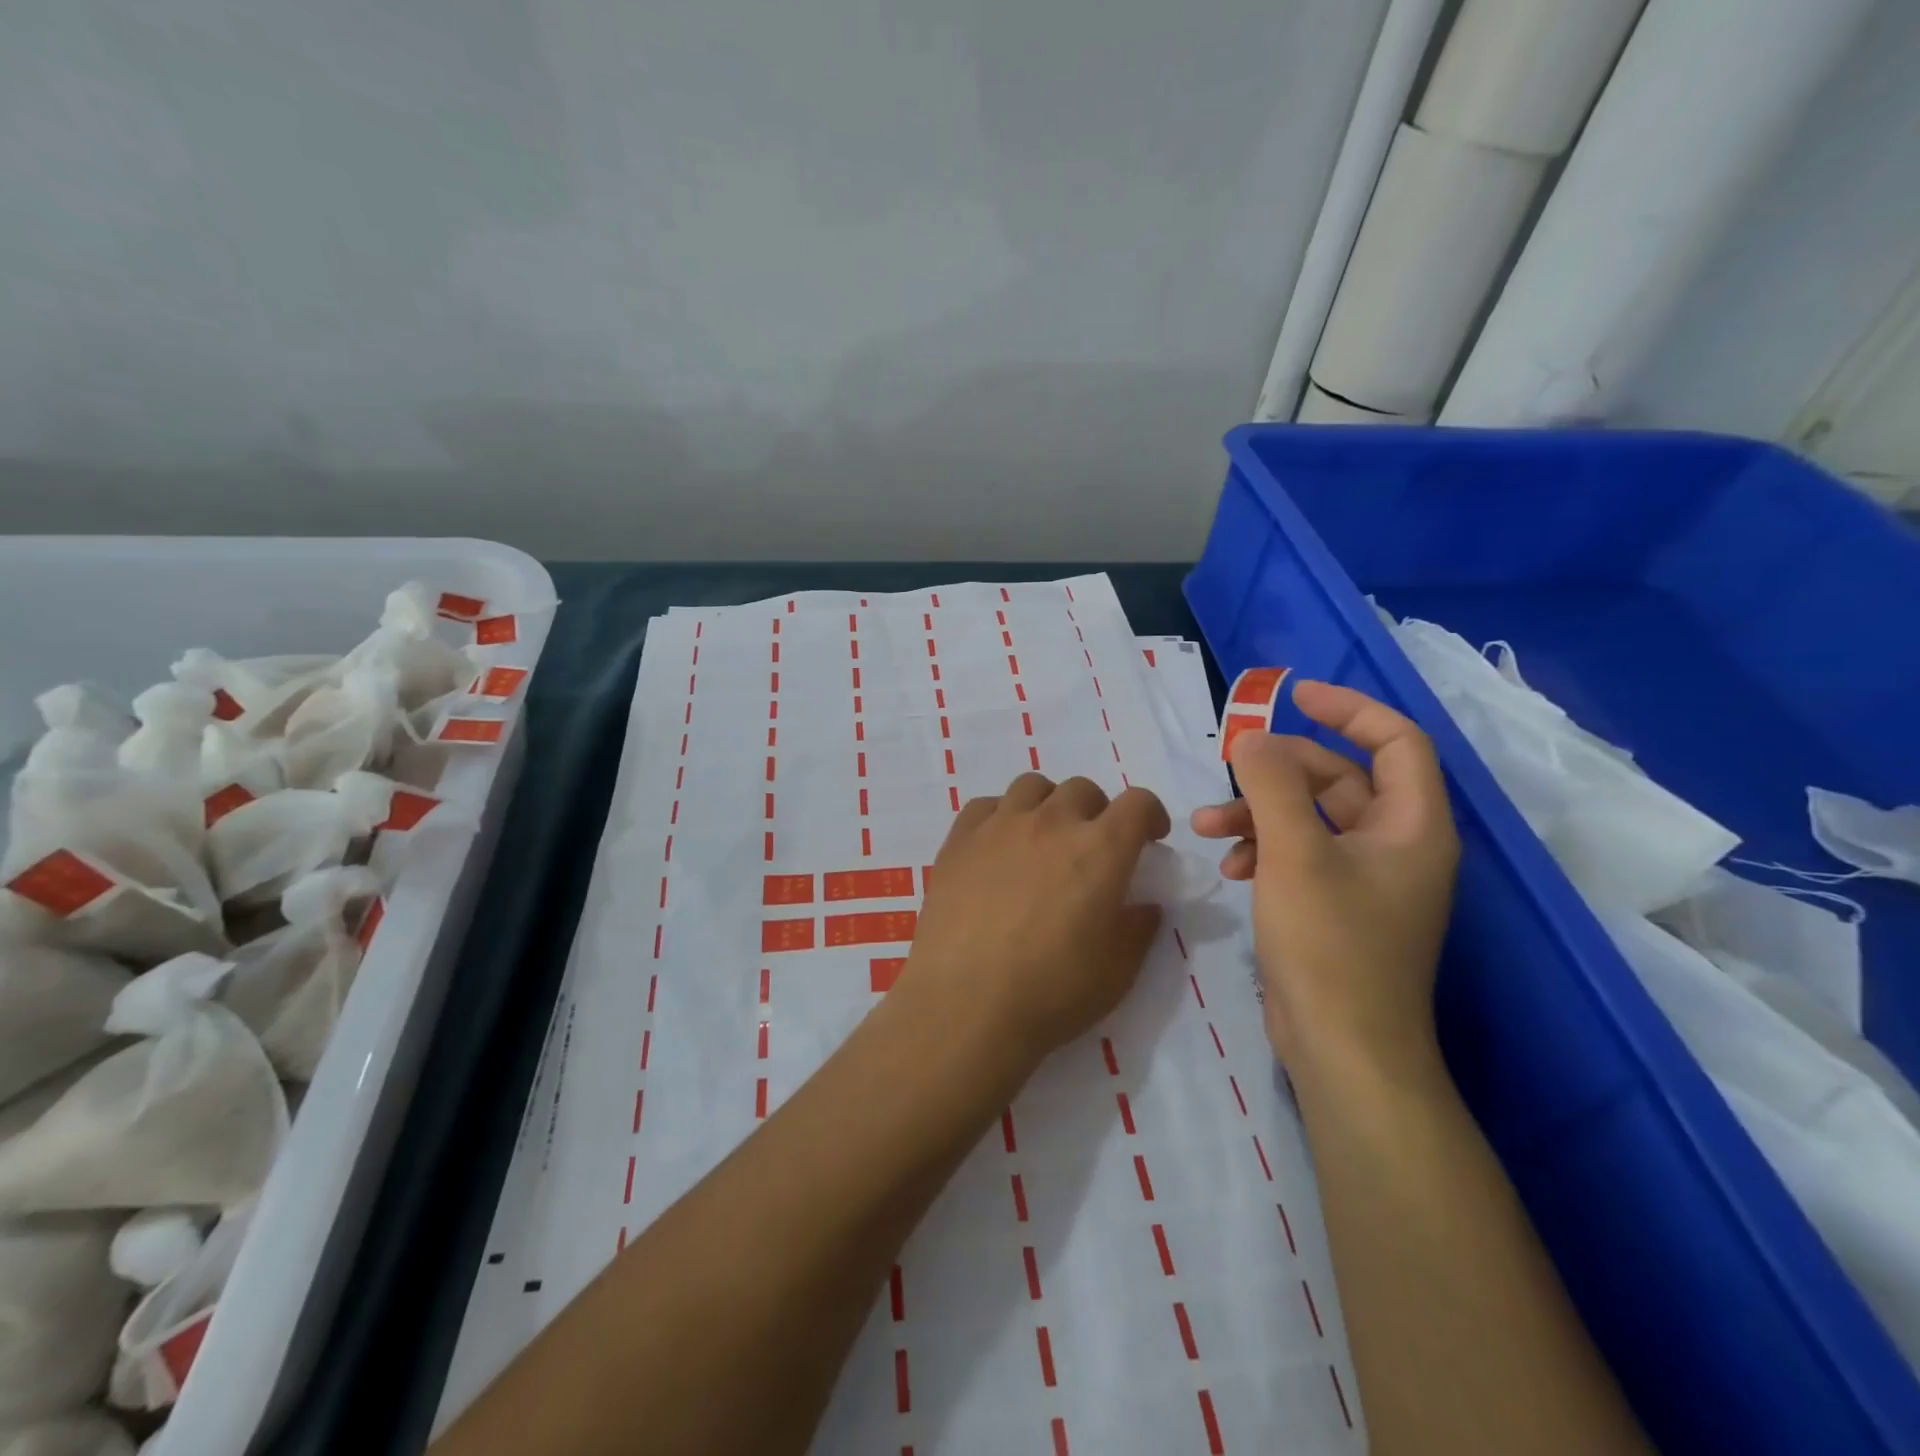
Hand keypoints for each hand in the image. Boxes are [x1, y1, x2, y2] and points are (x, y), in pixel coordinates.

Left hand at [903, 774, 1170, 1064]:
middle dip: (1097, 812)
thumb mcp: (1117, 972)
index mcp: (1100, 850)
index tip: (1150, 838)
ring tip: (1043, 840)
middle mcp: (1051, 823)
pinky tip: (998, 848)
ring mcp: (1000, 826)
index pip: (1137, 803)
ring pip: (1032, 786)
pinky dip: (1001, 817)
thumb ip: (1138, 929)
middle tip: (1092, 848)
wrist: (965, 1004)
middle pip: (1083, 789)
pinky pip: (986, 806)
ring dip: (1048, 805)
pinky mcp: (959, 839)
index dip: (1151, 815)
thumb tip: (1145, 906)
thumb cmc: (1051, 993)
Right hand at [1191, 680, 1458, 1074]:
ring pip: (1310, 818)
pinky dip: (1263, 848)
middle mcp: (1397, 845)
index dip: (1348, 708)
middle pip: (1339, 778)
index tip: (1293, 695)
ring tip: (1207, 826)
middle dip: (1278, 771)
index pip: (1395, 740)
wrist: (1342, 1049)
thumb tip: (1252, 739)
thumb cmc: (1330, 944)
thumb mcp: (1294, 854)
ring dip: (1259, 812)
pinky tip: (1230, 866)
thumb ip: (1271, 786)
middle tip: (1228, 771)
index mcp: (1412, 825)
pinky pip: (1300, 854)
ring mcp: (1366, 879)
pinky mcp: (1336, 906)